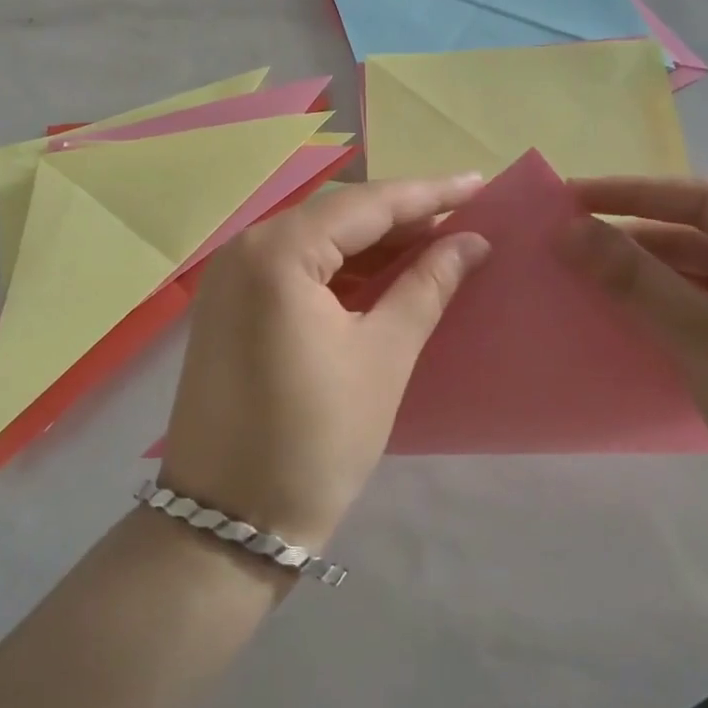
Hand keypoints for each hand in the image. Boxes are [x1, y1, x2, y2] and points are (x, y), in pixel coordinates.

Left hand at [158, 175, 490, 549]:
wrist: (228, 522)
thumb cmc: (316, 439)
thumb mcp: (384, 356)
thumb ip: (427, 286)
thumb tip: (470, 242)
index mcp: (277, 253)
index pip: (366, 204)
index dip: (429, 194)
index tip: (480, 184)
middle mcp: (243, 249)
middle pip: (336, 215)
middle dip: (401, 215)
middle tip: (462, 217)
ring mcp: (228, 278)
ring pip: (314, 240)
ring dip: (371, 242)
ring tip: (433, 243)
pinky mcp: (227, 307)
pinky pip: (292, 268)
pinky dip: (339, 268)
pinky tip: (380, 275)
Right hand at [563, 176, 707, 536]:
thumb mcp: (702, 334)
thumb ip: (632, 276)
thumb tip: (566, 229)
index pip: (703, 200)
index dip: (630, 195)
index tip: (568, 195)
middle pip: (698, 231)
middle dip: (631, 236)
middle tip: (565, 237)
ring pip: (696, 266)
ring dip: (641, 269)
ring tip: (577, 267)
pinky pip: (703, 297)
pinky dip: (660, 298)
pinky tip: (615, 301)